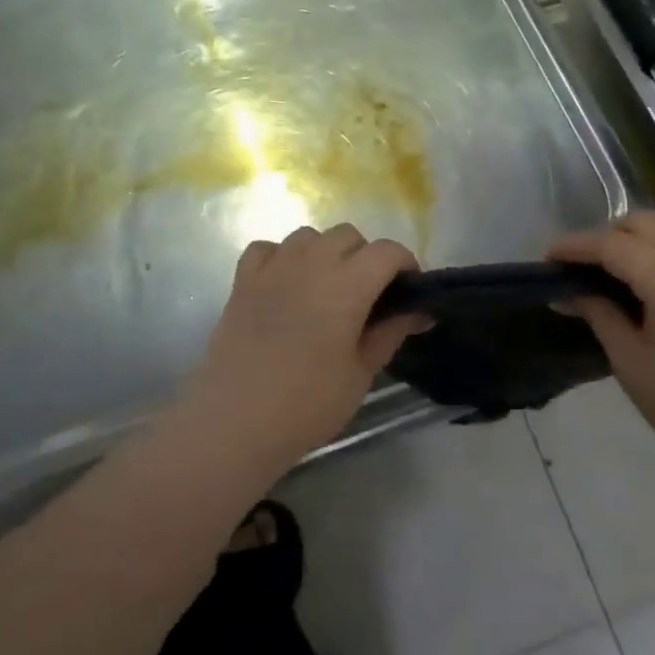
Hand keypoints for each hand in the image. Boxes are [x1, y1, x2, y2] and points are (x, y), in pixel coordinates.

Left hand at [187, 225, 427, 464]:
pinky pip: (267, 249)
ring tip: (326, 288)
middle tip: (368, 295)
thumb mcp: (361, 372)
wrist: (236, 420)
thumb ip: (390, 332)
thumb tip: (418, 312)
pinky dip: (281, 257)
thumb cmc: (308, 402)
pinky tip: (285, 284)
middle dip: (366, 256)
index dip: (405, 264)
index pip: (387, 251)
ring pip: (308, 235)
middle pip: (348, 235)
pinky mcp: (242, 281)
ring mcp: (272, 268)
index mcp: (347, 283)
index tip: (408, 291)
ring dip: (325, 252)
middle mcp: (310, 263)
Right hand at [550, 212, 654, 469]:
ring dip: (636, 236)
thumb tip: (570, 292)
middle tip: (581, 267)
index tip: (548, 257)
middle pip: (643, 224)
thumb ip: (599, 314)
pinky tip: (647, 279)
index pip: (613, 245)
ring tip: (612, 268)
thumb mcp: (629, 360)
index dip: (576, 246)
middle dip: (606, 235)